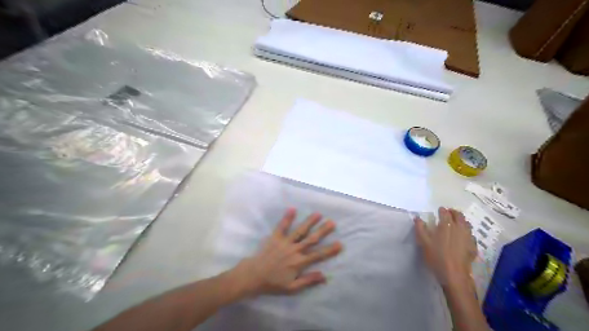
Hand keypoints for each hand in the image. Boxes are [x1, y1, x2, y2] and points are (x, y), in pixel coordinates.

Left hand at [229, 208, 343, 295]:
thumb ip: (308, 281)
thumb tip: (325, 276)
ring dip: (309, 222)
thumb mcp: (292, 288)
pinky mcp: (275, 237)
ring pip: (300, 231)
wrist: (254, 276)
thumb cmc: (273, 283)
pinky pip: (282, 226)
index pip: (318, 255)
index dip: (330, 250)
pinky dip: (287, 217)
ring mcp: (285, 242)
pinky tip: (293, 208)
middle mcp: (294, 250)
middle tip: (332, 223)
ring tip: (318, 213)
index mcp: (299, 262)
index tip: (340, 244)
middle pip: (312, 239)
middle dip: (323, 231)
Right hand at [414, 206, 477, 286]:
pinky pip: (471, 235)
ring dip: (461, 221)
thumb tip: (418, 218)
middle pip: (459, 215)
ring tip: (456, 223)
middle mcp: (459, 228)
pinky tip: (463, 237)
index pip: (445, 212)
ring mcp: (468, 237)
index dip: (442, 210)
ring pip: (467, 224)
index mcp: (446, 225)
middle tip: (448, 213)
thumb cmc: (436, 256)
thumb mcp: (423, 242)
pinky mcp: (473, 246)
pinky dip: (467, 233)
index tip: (439, 210)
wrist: (454, 274)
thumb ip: (420, 228)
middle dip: (453, 212)